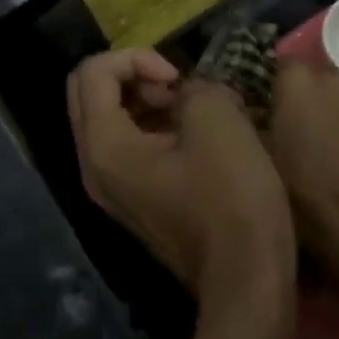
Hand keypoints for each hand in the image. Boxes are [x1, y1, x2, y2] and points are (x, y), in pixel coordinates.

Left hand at [67, 51, 295, 319]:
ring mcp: (113, 188)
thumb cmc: (231, 196)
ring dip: (146, 98)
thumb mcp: (217, 118)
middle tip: (179, 86)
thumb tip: (186, 95)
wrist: (248, 280)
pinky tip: (196, 132)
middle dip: (134, 74)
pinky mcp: (136, 200)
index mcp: (104, 147)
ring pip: (110, 117)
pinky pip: (129, 143)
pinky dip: (154, 124)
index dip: (137, 58)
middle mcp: (94, 167)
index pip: (93, 71)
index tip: (178, 78)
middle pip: (90, 91)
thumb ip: (191, 86)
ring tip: (193, 107)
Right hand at [264, 60, 338, 264]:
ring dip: (333, 105)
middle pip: (315, 76)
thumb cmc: (294, 182)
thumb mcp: (258, 150)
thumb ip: (254, 120)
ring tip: (325, 135)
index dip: (276, 83)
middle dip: (307, 93)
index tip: (270, 103)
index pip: (282, 64)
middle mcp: (331, 77)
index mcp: (296, 79)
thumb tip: (252, 109)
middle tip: (297, 122)